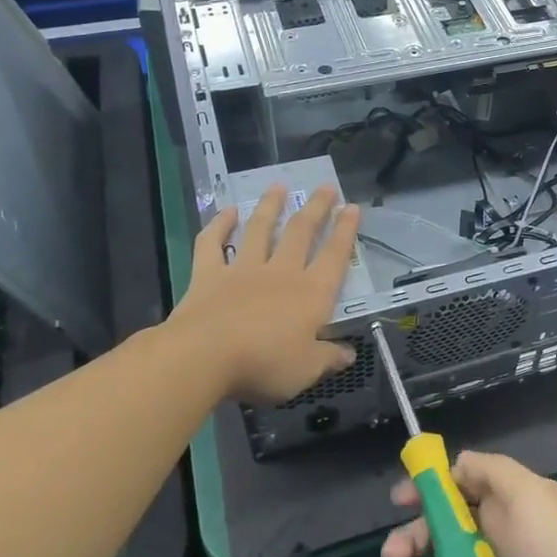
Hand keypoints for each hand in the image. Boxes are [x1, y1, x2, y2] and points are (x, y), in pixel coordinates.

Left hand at [170, 185, 360, 404]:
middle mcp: (281, 272)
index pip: (335, 256)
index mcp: (311, 294)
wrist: (203, 357)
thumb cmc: (264, 364)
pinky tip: (226, 210)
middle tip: (325, 186)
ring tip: (279, 186)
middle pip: (301, 233)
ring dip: (270, 206)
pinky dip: (219, 224)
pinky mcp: (209, 274)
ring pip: (260, 229)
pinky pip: (212, 243)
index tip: (352, 207)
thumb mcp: (306, 370)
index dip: (346, 231)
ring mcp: (243, 269)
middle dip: (316, 208)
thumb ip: (328, 358)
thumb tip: (349, 354)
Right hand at [381, 451, 556, 556]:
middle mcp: (502, 536)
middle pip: (444, 531)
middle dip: (414, 540)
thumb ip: (490, 471)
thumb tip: (458, 462)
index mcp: (511, 502)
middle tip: (393, 556)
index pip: (462, 486)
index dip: (430, 489)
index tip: (401, 499)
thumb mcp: (528, 494)